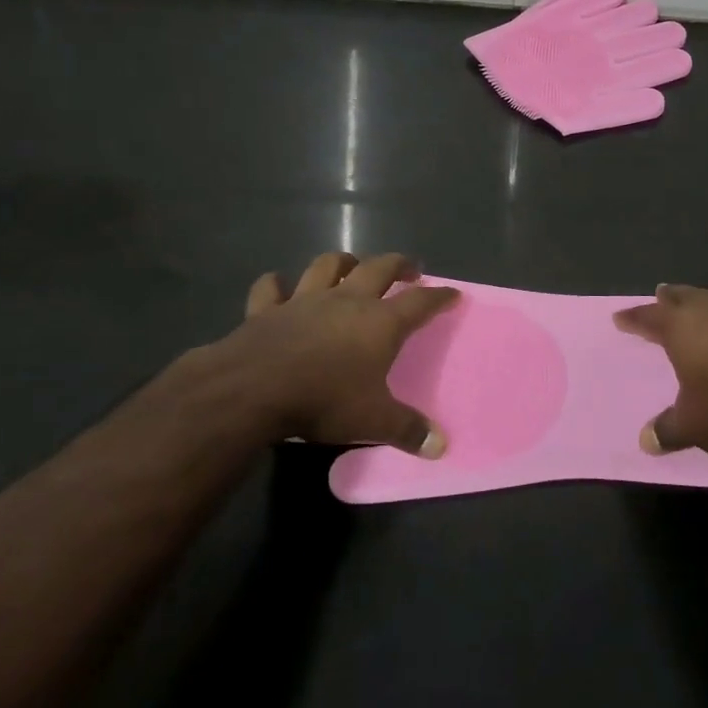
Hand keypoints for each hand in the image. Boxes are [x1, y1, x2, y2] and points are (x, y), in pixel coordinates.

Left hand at [202, 251, 458, 455]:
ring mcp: (305, 300)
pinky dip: (275, 284)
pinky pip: (271, 287)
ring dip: (343, 262)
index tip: (452, 293)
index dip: (439, 297)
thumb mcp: (373, 422)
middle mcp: (347, 301)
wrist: (255, 389)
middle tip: (410, 268)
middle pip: (379, 268)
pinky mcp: (268, 309)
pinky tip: (278, 285)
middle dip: (398, 264)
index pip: (420, 302)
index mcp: (379, 323)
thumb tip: (441, 446)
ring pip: (328, 266)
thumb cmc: (324, 399)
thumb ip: (408, 430)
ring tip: (352, 266)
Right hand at [614, 284, 707, 463]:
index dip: (634, 318)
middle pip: (685, 296)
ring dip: (706, 308)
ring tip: (700, 314)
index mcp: (683, 328)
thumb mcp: (693, 427)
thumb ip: (668, 430)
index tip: (621, 318)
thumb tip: (646, 441)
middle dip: (671, 297)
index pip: (650, 316)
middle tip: (660, 295)